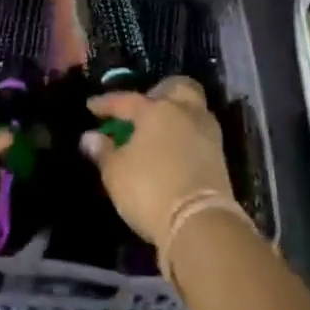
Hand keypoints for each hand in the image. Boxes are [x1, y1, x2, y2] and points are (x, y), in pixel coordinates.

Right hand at [80, 77, 232, 247]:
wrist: (200, 221)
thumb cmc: (150, 190)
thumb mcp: (116, 173)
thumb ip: (103, 151)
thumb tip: (90, 136)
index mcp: (156, 110)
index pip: (126, 100)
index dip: (106, 104)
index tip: (91, 107)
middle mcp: (185, 112)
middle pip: (177, 87)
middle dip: (159, 92)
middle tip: (142, 108)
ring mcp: (207, 132)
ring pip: (193, 108)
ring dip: (176, 113)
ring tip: (157, 131)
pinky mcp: (219, 154)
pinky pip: (199, 131)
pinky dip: (185, 133)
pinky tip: (172, 148)